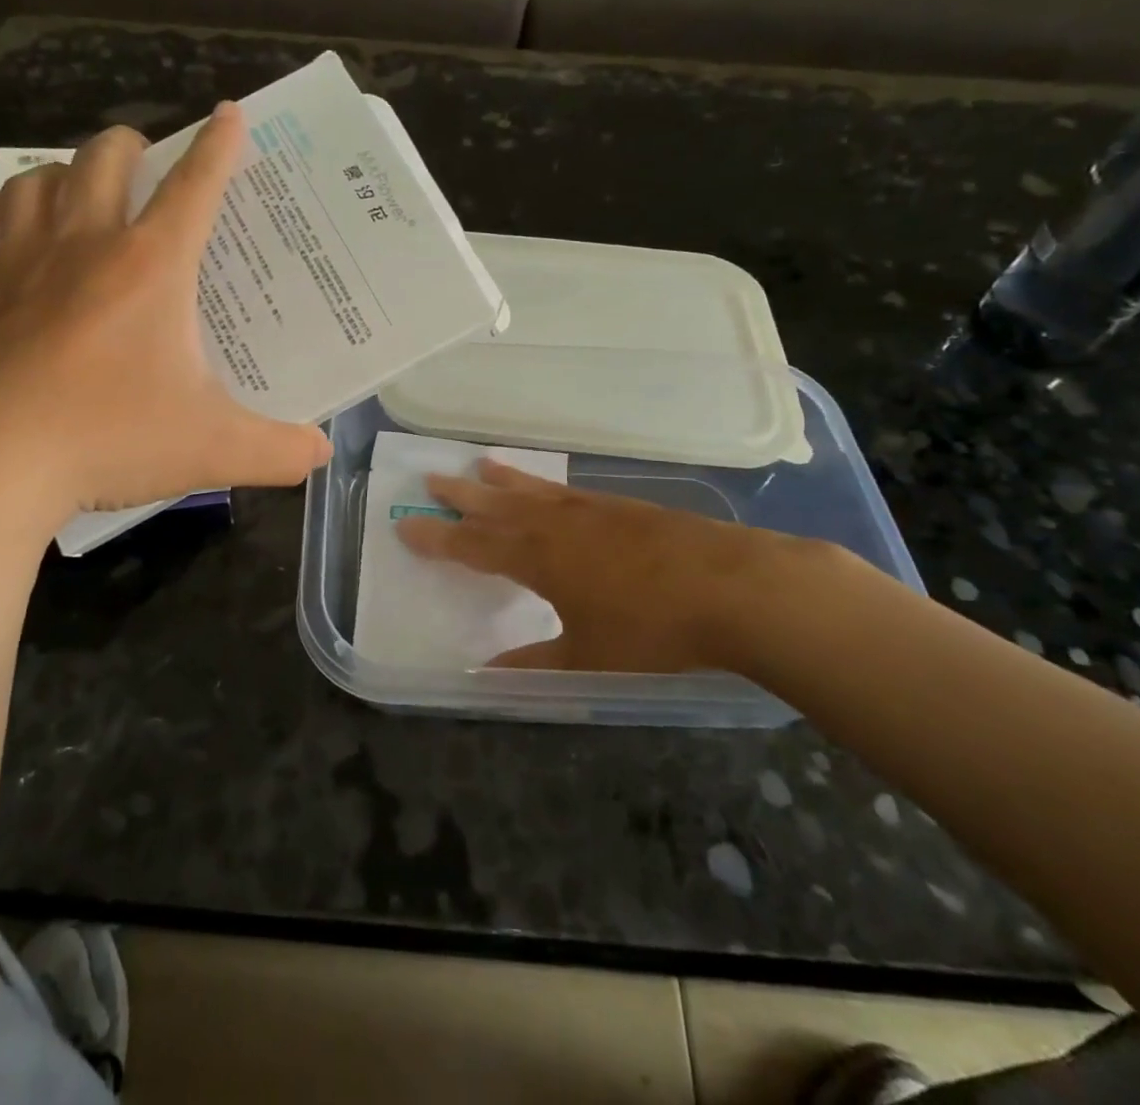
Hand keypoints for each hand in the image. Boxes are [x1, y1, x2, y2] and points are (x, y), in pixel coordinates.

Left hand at [0, 105, 330, 538]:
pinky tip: (5, 222)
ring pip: (37, 179)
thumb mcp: (213, 449)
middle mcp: (85, 245)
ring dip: (63, 173)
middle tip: (147, 164)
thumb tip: (321, 454)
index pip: (195, 187)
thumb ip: (278, 452)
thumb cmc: (109, 439)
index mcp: (152, 266)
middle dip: (132, 146)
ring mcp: (21, 263)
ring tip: (80, 190)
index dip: (219, 146)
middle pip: (105, 158)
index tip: (230, 113)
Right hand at [396, 459, 830, 671]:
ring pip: (532, 491)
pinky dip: (544, 486)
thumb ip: (536, 661)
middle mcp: (556, 525)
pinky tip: (548, 489)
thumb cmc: (653, 628)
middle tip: (430, 479)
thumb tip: (489, 674)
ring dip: (502, 480)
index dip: (437, 538)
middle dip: (460, 496)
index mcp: (538, 558)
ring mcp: (591, 510)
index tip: (406, 525)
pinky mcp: (623, 507)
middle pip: (496, 506)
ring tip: (479, 464)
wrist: (733, 587)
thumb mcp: (589, 655)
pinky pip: (567, 491)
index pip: (472, 546)